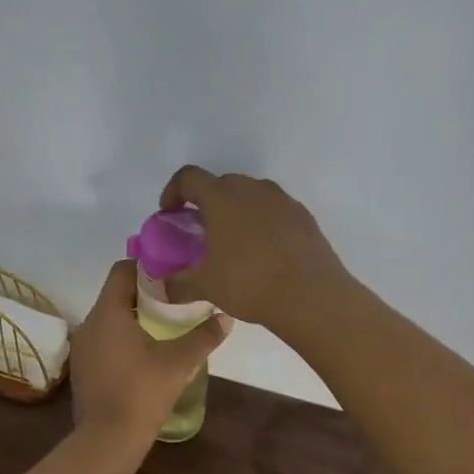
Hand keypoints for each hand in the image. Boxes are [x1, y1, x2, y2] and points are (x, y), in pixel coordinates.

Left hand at [69, 260, 231, 441]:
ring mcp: (82, 347)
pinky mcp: (83, 368)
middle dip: (145, 294)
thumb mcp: (179, 363)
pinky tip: (145, 354)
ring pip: (109, 319)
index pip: (122, 270)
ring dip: (133, 318)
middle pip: (116, 294)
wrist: (108, 440)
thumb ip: (203, 336)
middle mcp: (89, 324)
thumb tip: (226, 318)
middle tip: (175, 300)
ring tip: (164, 327)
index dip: (147, 266)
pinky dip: (122, 338)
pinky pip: (103, 340)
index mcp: (108, 313)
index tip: (171, 273)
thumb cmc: (142, 392)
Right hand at [158, 167, 349, 332]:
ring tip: (233, 243)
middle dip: (206, 203)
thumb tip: (161, 288)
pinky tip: (263, 252)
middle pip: (221, 184)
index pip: (188, 178)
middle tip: (201, 232)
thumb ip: (178, 283)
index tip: (169, 215)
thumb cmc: (250, 283)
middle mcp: (252, 189)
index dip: (173, 192)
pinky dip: (262, 222)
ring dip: (236, 211)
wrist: (312, 296)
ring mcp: (282, 200)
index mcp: (221, 197)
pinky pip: (274, 210)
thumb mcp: (206, 286)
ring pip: (250, 195)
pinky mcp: (303, 216)